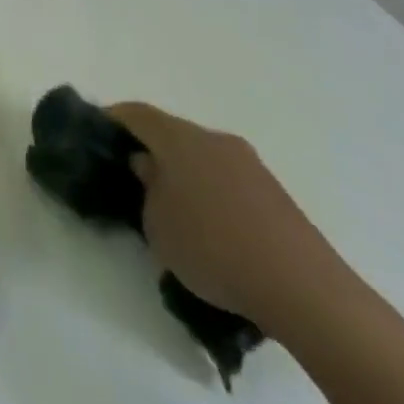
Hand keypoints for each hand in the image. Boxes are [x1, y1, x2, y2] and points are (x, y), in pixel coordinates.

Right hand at [107, 101, 354, 335]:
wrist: (306, 290)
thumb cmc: (214, 248)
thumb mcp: (158, 226)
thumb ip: (147, 189)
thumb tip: (149, 168)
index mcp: (179, 138)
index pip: (136, 113)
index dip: (113, 119)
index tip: (97, 134)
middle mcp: (214, 139)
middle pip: (172, 133)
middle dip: (151, 150)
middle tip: (134, 177)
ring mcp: (250, 165)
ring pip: (203, 158)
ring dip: (185, 174)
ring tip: (174, 209)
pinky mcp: (275, 195)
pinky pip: (229, 181)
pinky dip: (212, 194)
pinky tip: (212, 230)